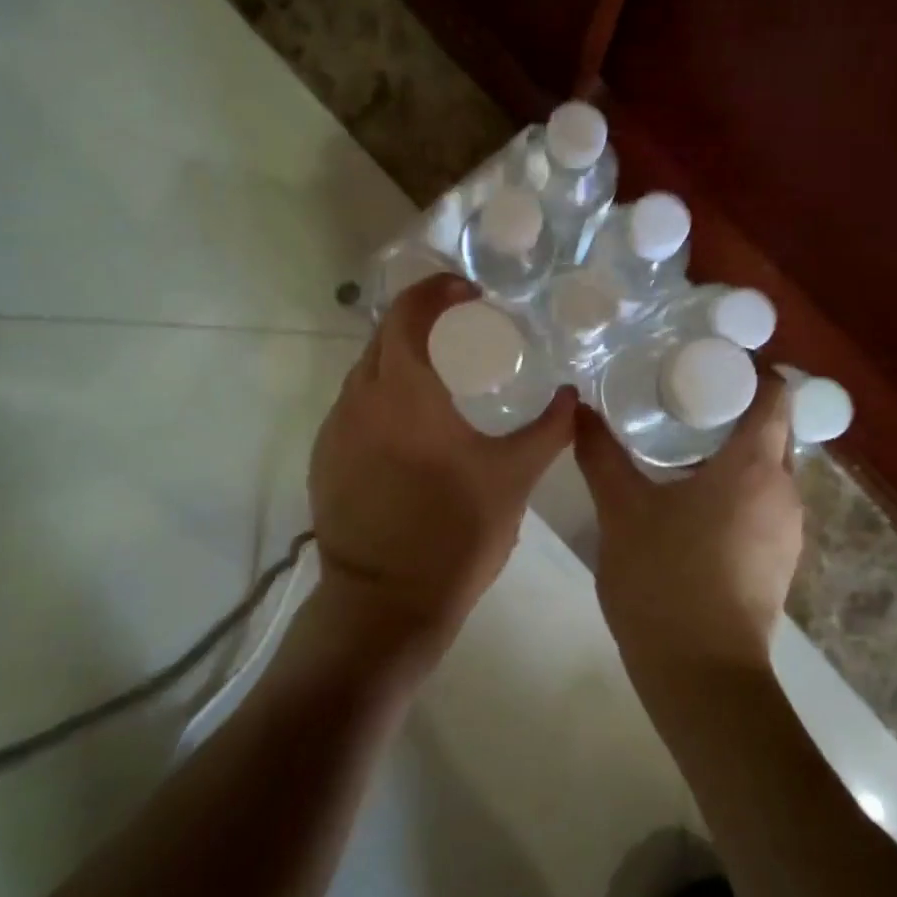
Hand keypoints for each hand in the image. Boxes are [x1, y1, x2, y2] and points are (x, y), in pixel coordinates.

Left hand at [308, 273, 575, 660]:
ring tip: (439, 374)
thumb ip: (548, 430)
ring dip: (399, 357)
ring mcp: (334, 429)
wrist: (384, 606)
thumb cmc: (454, 534)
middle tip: (461, 329)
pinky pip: (353, 405)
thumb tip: (573, 396)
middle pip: (384, 334)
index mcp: (403, 391)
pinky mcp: (324, 458)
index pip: (408, 313)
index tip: (468, 292)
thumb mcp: (513, 479)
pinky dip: (382, 393)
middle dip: (419, 320)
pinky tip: (410, 424)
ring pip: (365, 370)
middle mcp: (359, 398)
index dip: (436, 291)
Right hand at [575, 370, 800, 674]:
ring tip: (682, 443)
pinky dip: (737, 486)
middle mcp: (784, 491)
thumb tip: (578, 408)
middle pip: (773, 428)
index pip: (775, 393)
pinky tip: (693, 498)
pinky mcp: (779, 561)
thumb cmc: (665, 580)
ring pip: (768, 469)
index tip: (707, 360)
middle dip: (734, 407)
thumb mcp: (622, 510)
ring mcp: (787, 530)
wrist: (702, 678)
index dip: (749, 369)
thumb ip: (600, 454)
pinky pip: (764, 502)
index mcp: (755, 466)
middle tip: (683, 396)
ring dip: (734, 449)